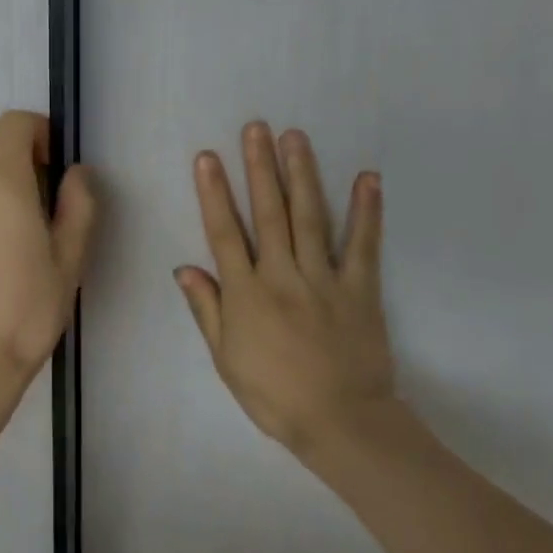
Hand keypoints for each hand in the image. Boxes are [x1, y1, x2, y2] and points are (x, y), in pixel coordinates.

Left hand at [0, 110, 97, 376]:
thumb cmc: (31, 307)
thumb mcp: (71, 256)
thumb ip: (78, 202)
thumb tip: (75, 172)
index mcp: (2, 183)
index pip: (13, 124)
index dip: (37, 132)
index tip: (51, 164)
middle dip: (16, 166)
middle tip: (36, 210)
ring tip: (4, 237)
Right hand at [176, 122, 396, 458]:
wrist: (342, 424)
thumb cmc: (274, 394)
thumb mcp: (225, 358)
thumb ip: (206, 309)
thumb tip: (184, 267)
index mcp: (246, 293)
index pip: (224, 232)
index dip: (213, 192)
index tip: (207, 157)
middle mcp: (282, 275)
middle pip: (269, 213)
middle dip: (260, 167)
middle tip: (256, 128)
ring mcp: (324, 279)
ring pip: (310, 218)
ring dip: (302, 175)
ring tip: (295, 137)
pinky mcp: (360, 289)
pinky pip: (364, 245)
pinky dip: (367, 211)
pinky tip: (367, 178)